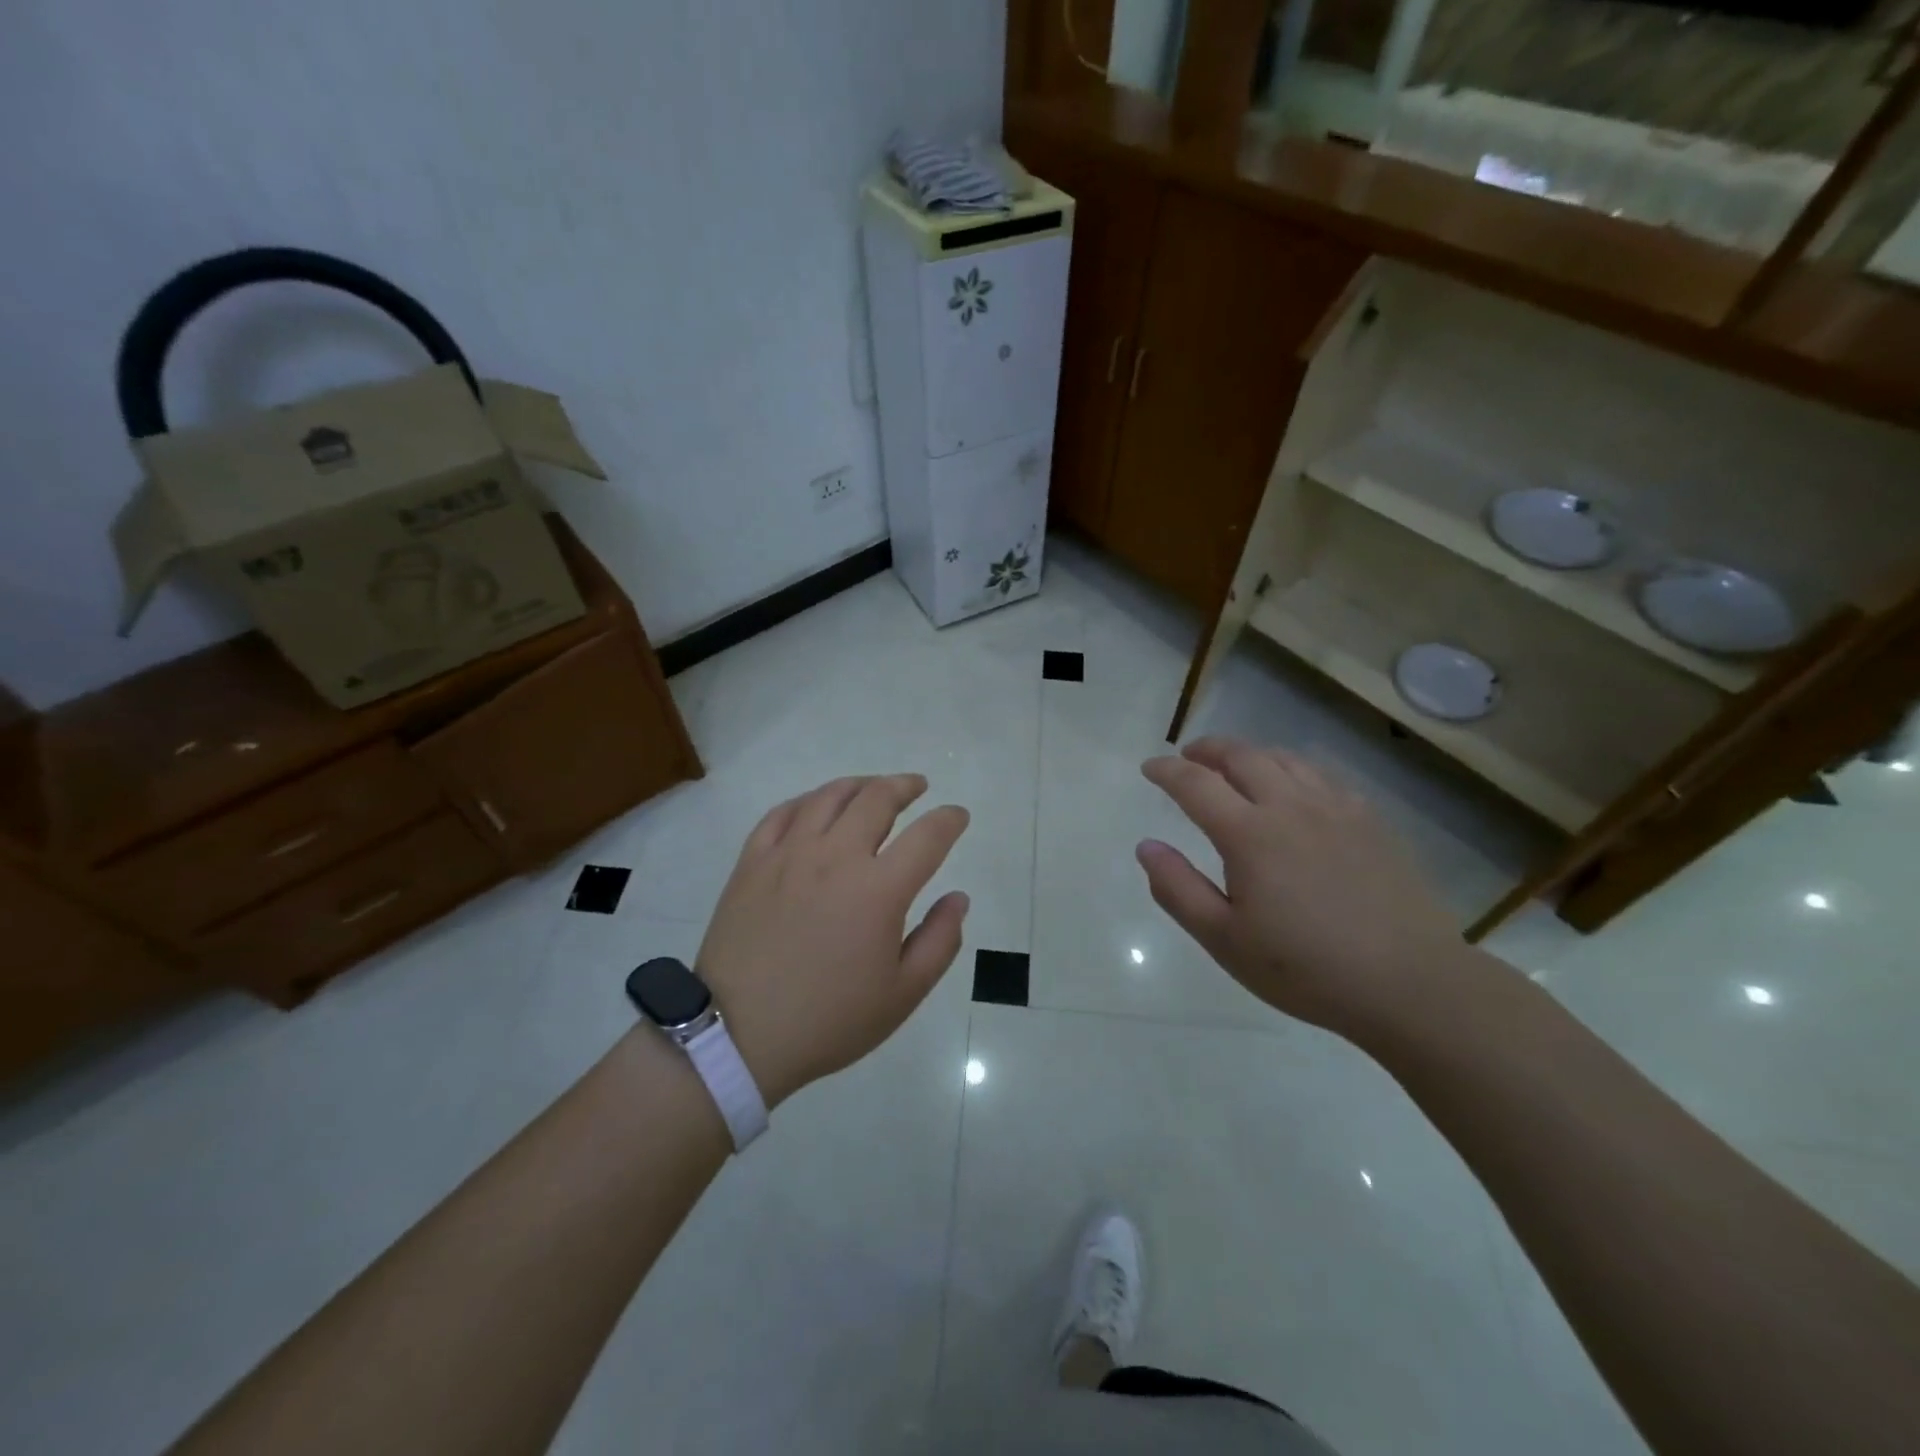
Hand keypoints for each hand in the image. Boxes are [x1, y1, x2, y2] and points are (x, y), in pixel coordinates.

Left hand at [694, 774, 970, 1107]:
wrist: (738, 1035)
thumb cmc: (829, 1020)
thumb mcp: (902, 994)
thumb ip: (939, 940)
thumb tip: (958, 898)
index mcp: (879, 889)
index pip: (927, 836)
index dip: (949, 819)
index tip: (958, 815)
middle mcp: (836, 857)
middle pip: (877, 799)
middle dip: (905, 786)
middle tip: (917, 787)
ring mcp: (789, 854)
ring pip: (829, 796)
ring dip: (860, 784)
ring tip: (873, 787)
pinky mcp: (752, 861)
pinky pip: (782, 813)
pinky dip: (808, 801)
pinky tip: (816, 806)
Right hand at [1136, 737, 1468, 1041]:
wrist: (1411, 983)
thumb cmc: (1306, 969)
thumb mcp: (1224, 940)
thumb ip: (1178, 889)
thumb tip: (1146, 846)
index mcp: (1249, 834)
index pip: (1195, 784)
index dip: (1166, 770)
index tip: (1150, 767)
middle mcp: (1290, 807)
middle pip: (1242, 756)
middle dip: (1208, 749)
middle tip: (1188, 756)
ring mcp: (1337, 809)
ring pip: (1285, 759)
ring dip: (1250, 754)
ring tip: (1235, 766)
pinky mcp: (1371, 822)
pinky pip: (1323, 776)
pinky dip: (1293, 770)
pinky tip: (1295, 790)